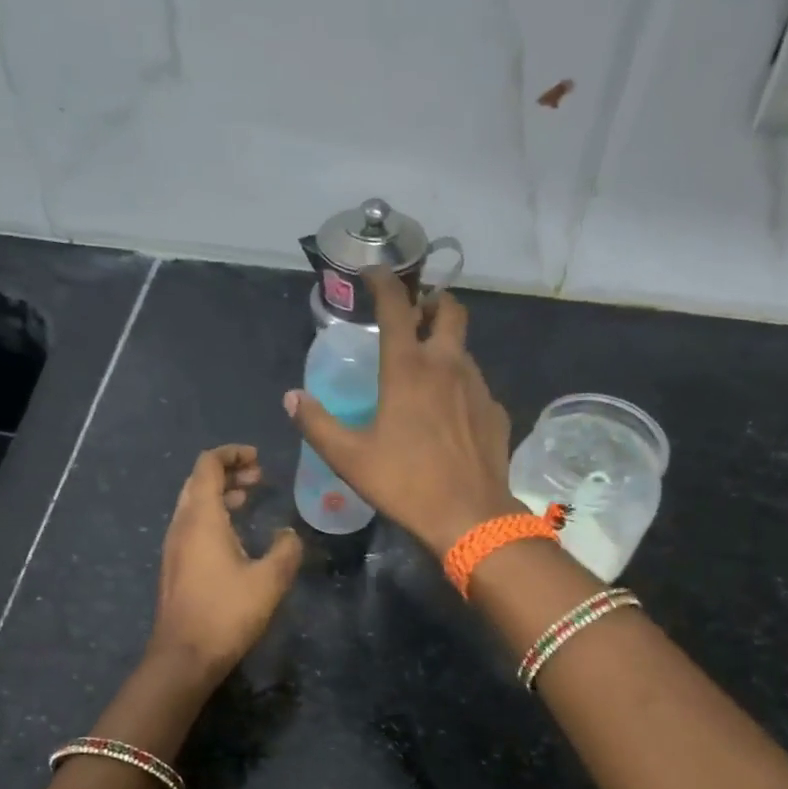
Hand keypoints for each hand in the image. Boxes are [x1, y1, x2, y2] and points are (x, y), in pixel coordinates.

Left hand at [147, 444, 302, 684]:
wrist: (184, 656)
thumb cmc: (226, 613)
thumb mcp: (269, 580)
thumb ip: (286, 550)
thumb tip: (288, 534)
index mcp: (201, 518)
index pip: (208, 465)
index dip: (232, 454)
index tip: (258, 458)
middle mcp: (181, 525)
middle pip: (198, 482)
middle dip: (228, 472)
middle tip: (259, 477)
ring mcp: (174, 547)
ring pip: (194, 504)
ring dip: (220, 495)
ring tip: (248, 499)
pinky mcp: (175, 566)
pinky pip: (192, 526)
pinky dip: (213, 516)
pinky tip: (235, 536)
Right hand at [285, 269, 523, 555]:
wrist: (470, 517)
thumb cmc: (405, 483)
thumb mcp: (350, 458)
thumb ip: (317, 424)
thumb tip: (292, 398)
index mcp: (408, 368)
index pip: (396, 306)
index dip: (383, 281)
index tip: (373, 271)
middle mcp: (447, 365)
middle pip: (449, 311)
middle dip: (432, 302)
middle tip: (416, 314)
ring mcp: (477, 387)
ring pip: (465, 349)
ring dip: (447, 345)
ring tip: (428, 369)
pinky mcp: (494, 413)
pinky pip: (476, 386)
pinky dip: (460, 385)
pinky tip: (450, 413)